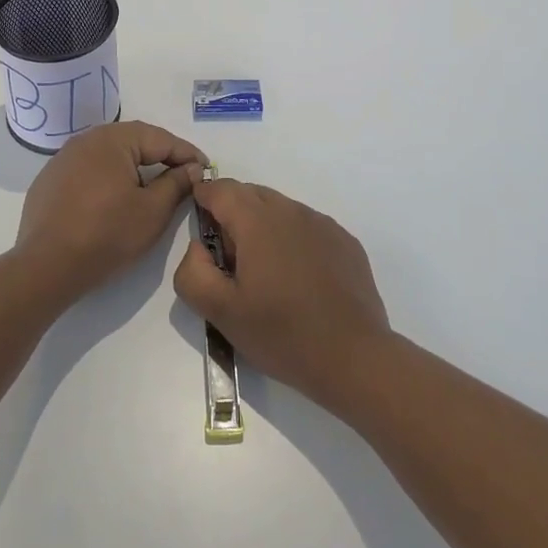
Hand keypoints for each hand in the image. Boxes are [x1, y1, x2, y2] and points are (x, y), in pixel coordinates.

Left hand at [16, 121, 206, 303]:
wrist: (46, 267)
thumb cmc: (107, 235)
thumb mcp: (153, 211)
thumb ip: (176, 184)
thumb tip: (192, 169)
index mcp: (112, 139)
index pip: (160, 138)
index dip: (187, 154)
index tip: (206, 169)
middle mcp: (85, 139)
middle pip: (133, 141)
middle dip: (161, 156)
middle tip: (184, 174)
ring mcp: (63, 159)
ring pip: (109, 155)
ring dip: (134, 167)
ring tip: (153, 185)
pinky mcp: (50, 181)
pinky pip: (88, 170)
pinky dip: (108, 179)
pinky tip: (115, 199)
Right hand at [172, 179, 393, 411]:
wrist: (354, 357)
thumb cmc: (282, 334)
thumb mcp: (221, 313)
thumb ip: (192, 272)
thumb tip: (198, 247)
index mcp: (257, 221)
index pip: (220, 189)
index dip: (203, 200)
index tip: (201, 228)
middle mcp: (291, 210)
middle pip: (250, 194)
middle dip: (232, 216)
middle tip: (231, 262)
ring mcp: (322, 223)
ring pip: (280, 210)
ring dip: (264, 228)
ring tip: (267, 275)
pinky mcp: (344, 241)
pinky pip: (307, 227)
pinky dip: (293, 240)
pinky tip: (299, 280)